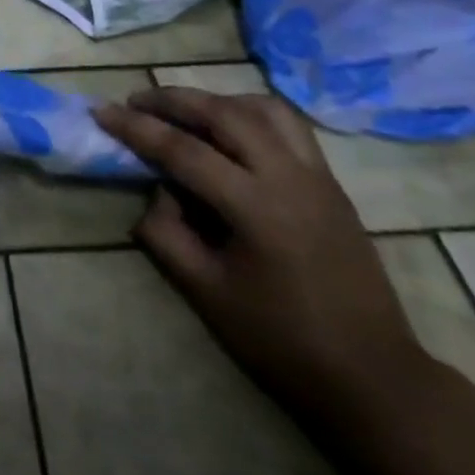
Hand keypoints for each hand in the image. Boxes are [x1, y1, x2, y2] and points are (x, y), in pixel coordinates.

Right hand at [93, 87, 429, 420]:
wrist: (373, 375)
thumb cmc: (282, 341)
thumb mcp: (206, 293)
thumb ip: (167, 233)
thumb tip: (156, 192)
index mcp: (255, 207)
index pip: (183, 150)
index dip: (136, 128)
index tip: (101, 111)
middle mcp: (288, 176)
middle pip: (223, 113)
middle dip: (173, 100)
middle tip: (136, 101)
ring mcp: (317, 175)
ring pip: (262, 108)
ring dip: (217, 100)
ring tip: (186, 112)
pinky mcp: (332, 183)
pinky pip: (288, 126)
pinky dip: (250, 113)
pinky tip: (232, 131)